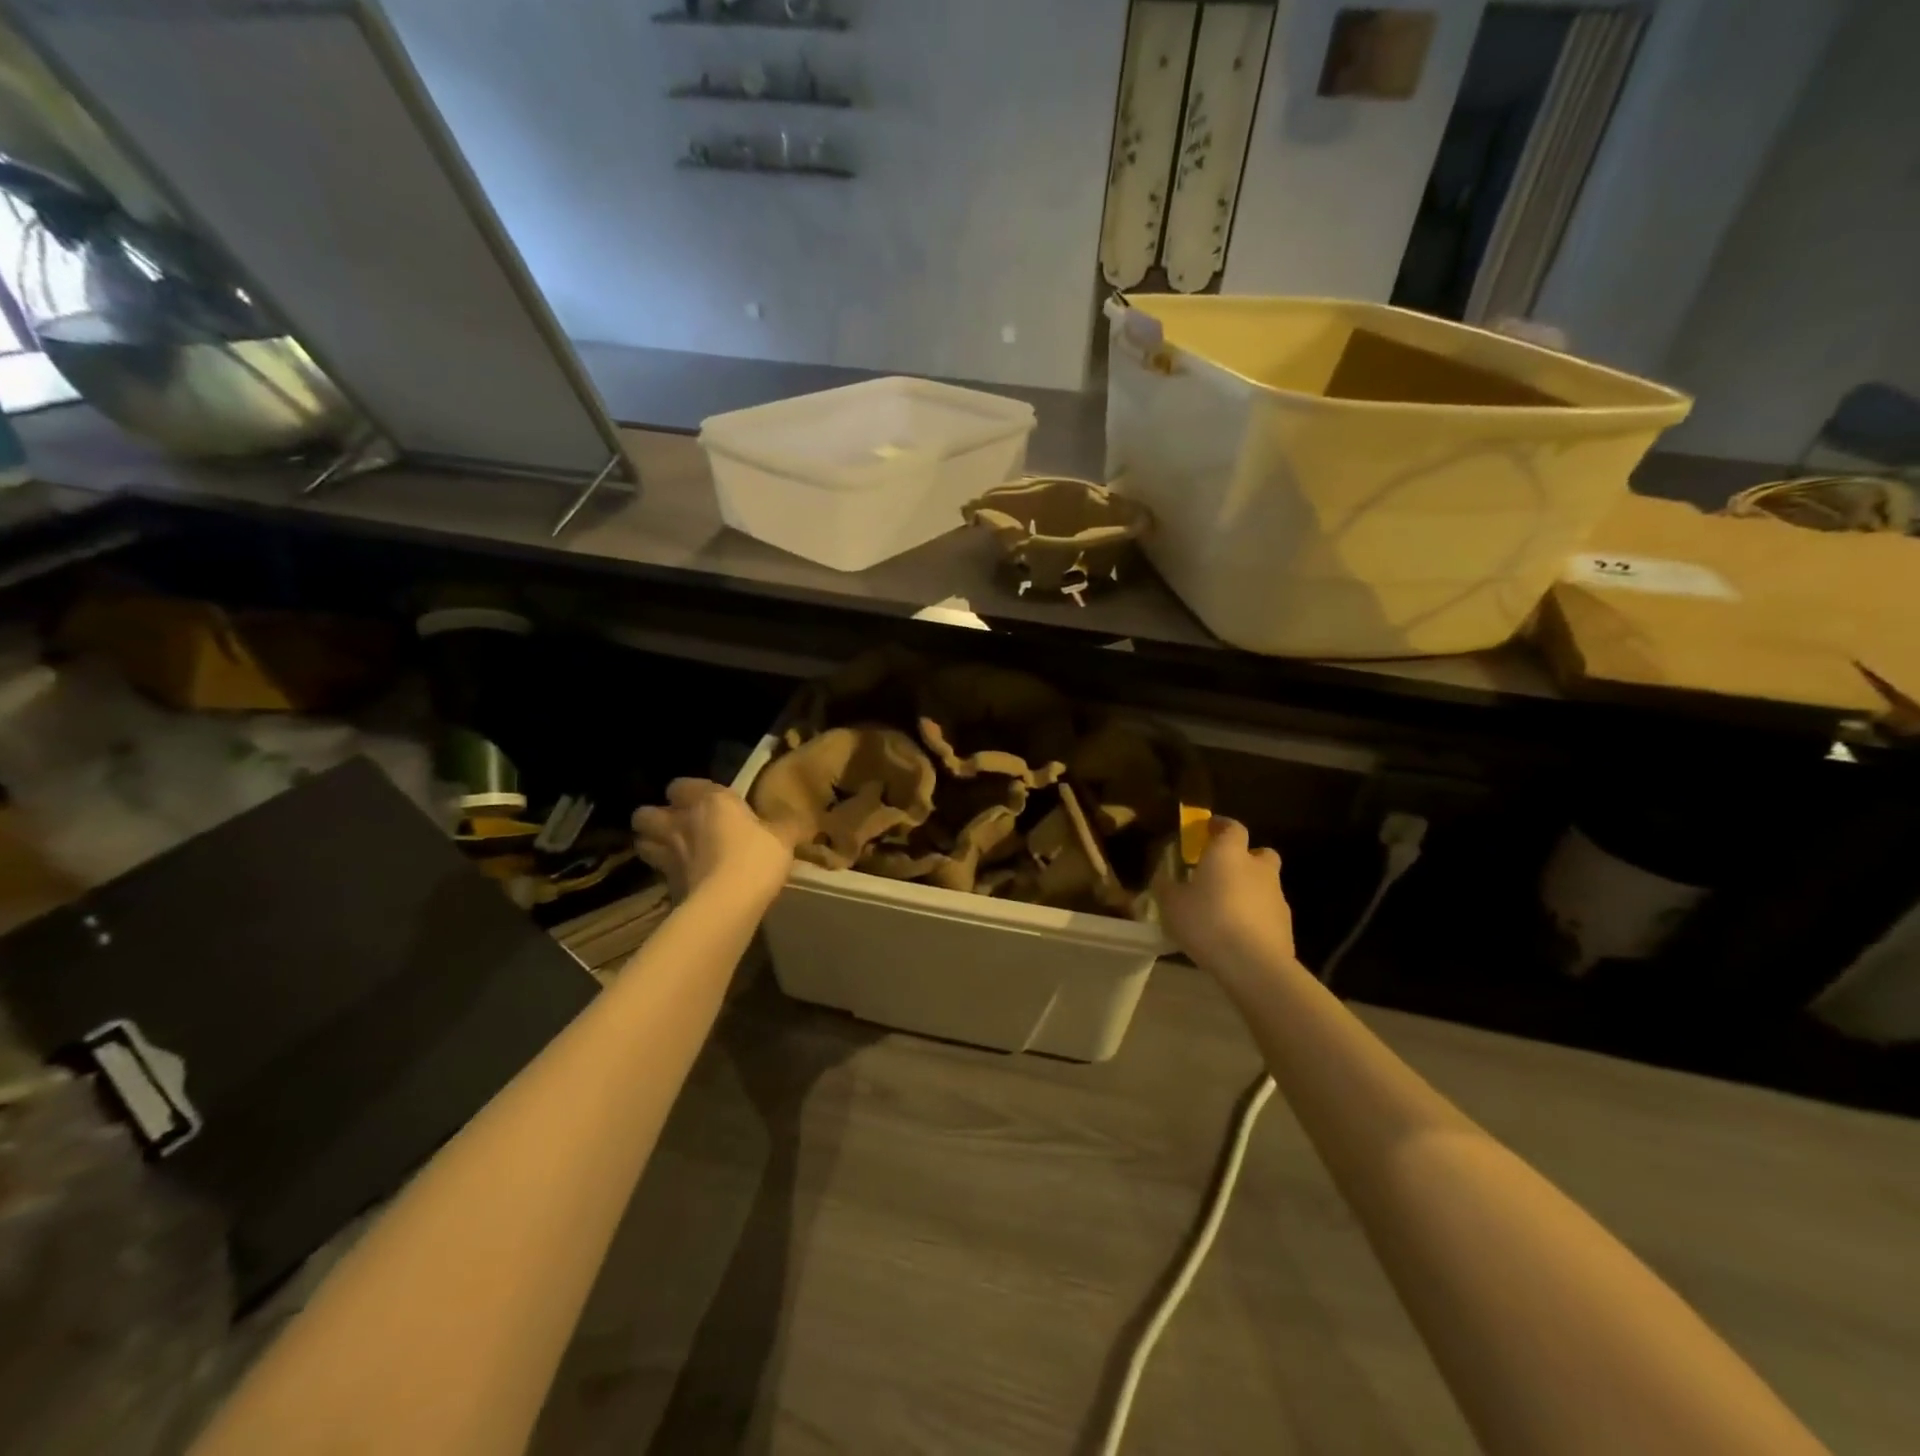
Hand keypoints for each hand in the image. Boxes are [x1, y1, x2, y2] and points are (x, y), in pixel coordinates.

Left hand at [632, 779, 798, 905]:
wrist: (728, 903)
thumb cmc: (756, 857)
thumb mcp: (783, 837)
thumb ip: (787, 825)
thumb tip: (803, 820)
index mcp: (708, 801)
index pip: (680, 785)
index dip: (687, 792)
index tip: (704, 801)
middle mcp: (680, 823)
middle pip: (644, 814)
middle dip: (655, 818)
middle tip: (675, 826)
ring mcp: (667, 856)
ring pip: (642, 843)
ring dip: (652, 845)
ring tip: (671, 852)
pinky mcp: (665, 887)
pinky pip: (658, 875)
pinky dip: (666, 876)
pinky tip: (684, 881)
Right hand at [1156, 817, 1297, 973]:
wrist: (1253, 965)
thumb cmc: (1207, 922)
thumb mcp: (1171, 904)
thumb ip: (1166, 886)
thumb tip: (1163, 878)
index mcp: (1229, 854)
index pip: (1231, 827)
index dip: (1220, 826)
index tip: (1207, 830)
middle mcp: (1258, 868)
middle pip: (1260, 853)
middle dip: (1245, 858)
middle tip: (1223, 872)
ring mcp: (1277, 897)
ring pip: (1265, 884)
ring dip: (1250, 890)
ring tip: (1226, 910)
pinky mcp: (1286, 926)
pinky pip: (1268, 912)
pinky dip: (1256, 916)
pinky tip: (1238, 934)